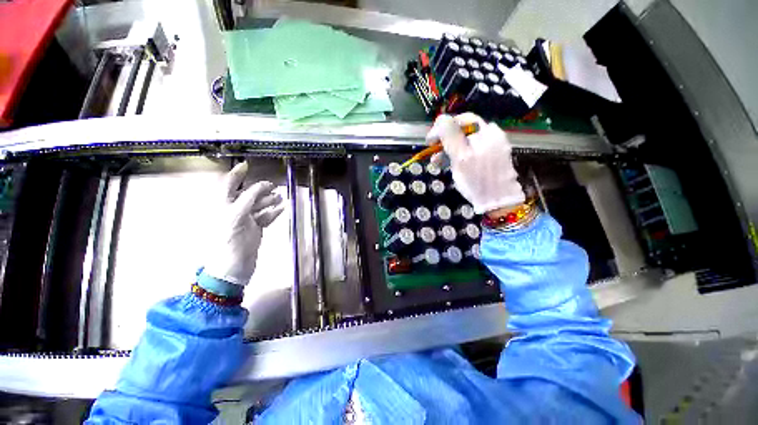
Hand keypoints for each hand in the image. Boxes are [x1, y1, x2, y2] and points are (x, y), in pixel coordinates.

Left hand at [204, 161, 284, 285]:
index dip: (236, 174)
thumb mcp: (236, 216)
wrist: (232, 269)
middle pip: (247, 195)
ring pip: (258, 206)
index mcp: (222, 207)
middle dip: (259, 189)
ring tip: (281, 197)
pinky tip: (281, 209)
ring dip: (269, 201)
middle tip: (273, 185)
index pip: (228, 185)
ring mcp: (244, 221)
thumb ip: (247, 199)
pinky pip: (265, 218)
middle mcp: (232, 211)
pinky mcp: (254, 230)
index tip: (246, 165)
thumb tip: (261, 186)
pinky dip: (273, 213)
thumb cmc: (229, 242)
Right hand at [428, 113, 524, 213]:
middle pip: (462, 131)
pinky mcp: (488, 158)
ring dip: (448, 150)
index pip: (460, 120)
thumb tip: (441, 119)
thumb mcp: (461, 157)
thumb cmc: (477, 180)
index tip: (429, 141)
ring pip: (464, 142)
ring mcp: (491, 147)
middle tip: (431, 151)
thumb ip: (451, 136)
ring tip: (436, 162)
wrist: (498, 202)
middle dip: (444, 140)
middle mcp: (490, 135)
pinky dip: (458, 156)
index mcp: (486, 132)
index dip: (442, 128)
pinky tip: (448, 164)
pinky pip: (470, 151)